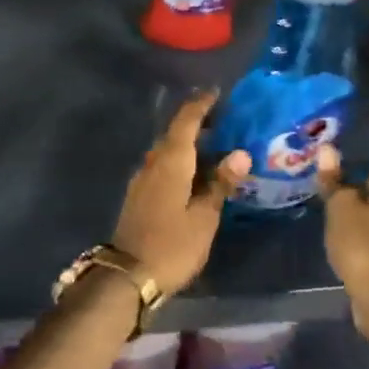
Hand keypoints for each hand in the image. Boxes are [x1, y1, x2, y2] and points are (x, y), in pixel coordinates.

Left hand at [110, 91, 250, 297]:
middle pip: (174, 133)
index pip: (186, 121)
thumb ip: (221, 184)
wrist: (128, 275)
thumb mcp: (204, 217)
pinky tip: (194, 173)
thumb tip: (240, 153)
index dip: (201, 105)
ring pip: (166, 150)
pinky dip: (179, 160)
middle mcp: (152, 163)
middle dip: (196, 122)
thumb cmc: (172, 245)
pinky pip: (161, 166)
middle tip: (224, 120)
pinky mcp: (139, 196)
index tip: (218, 93)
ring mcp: (142, 179)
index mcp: (171, 162)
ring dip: (187, 143)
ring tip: (214, 145)